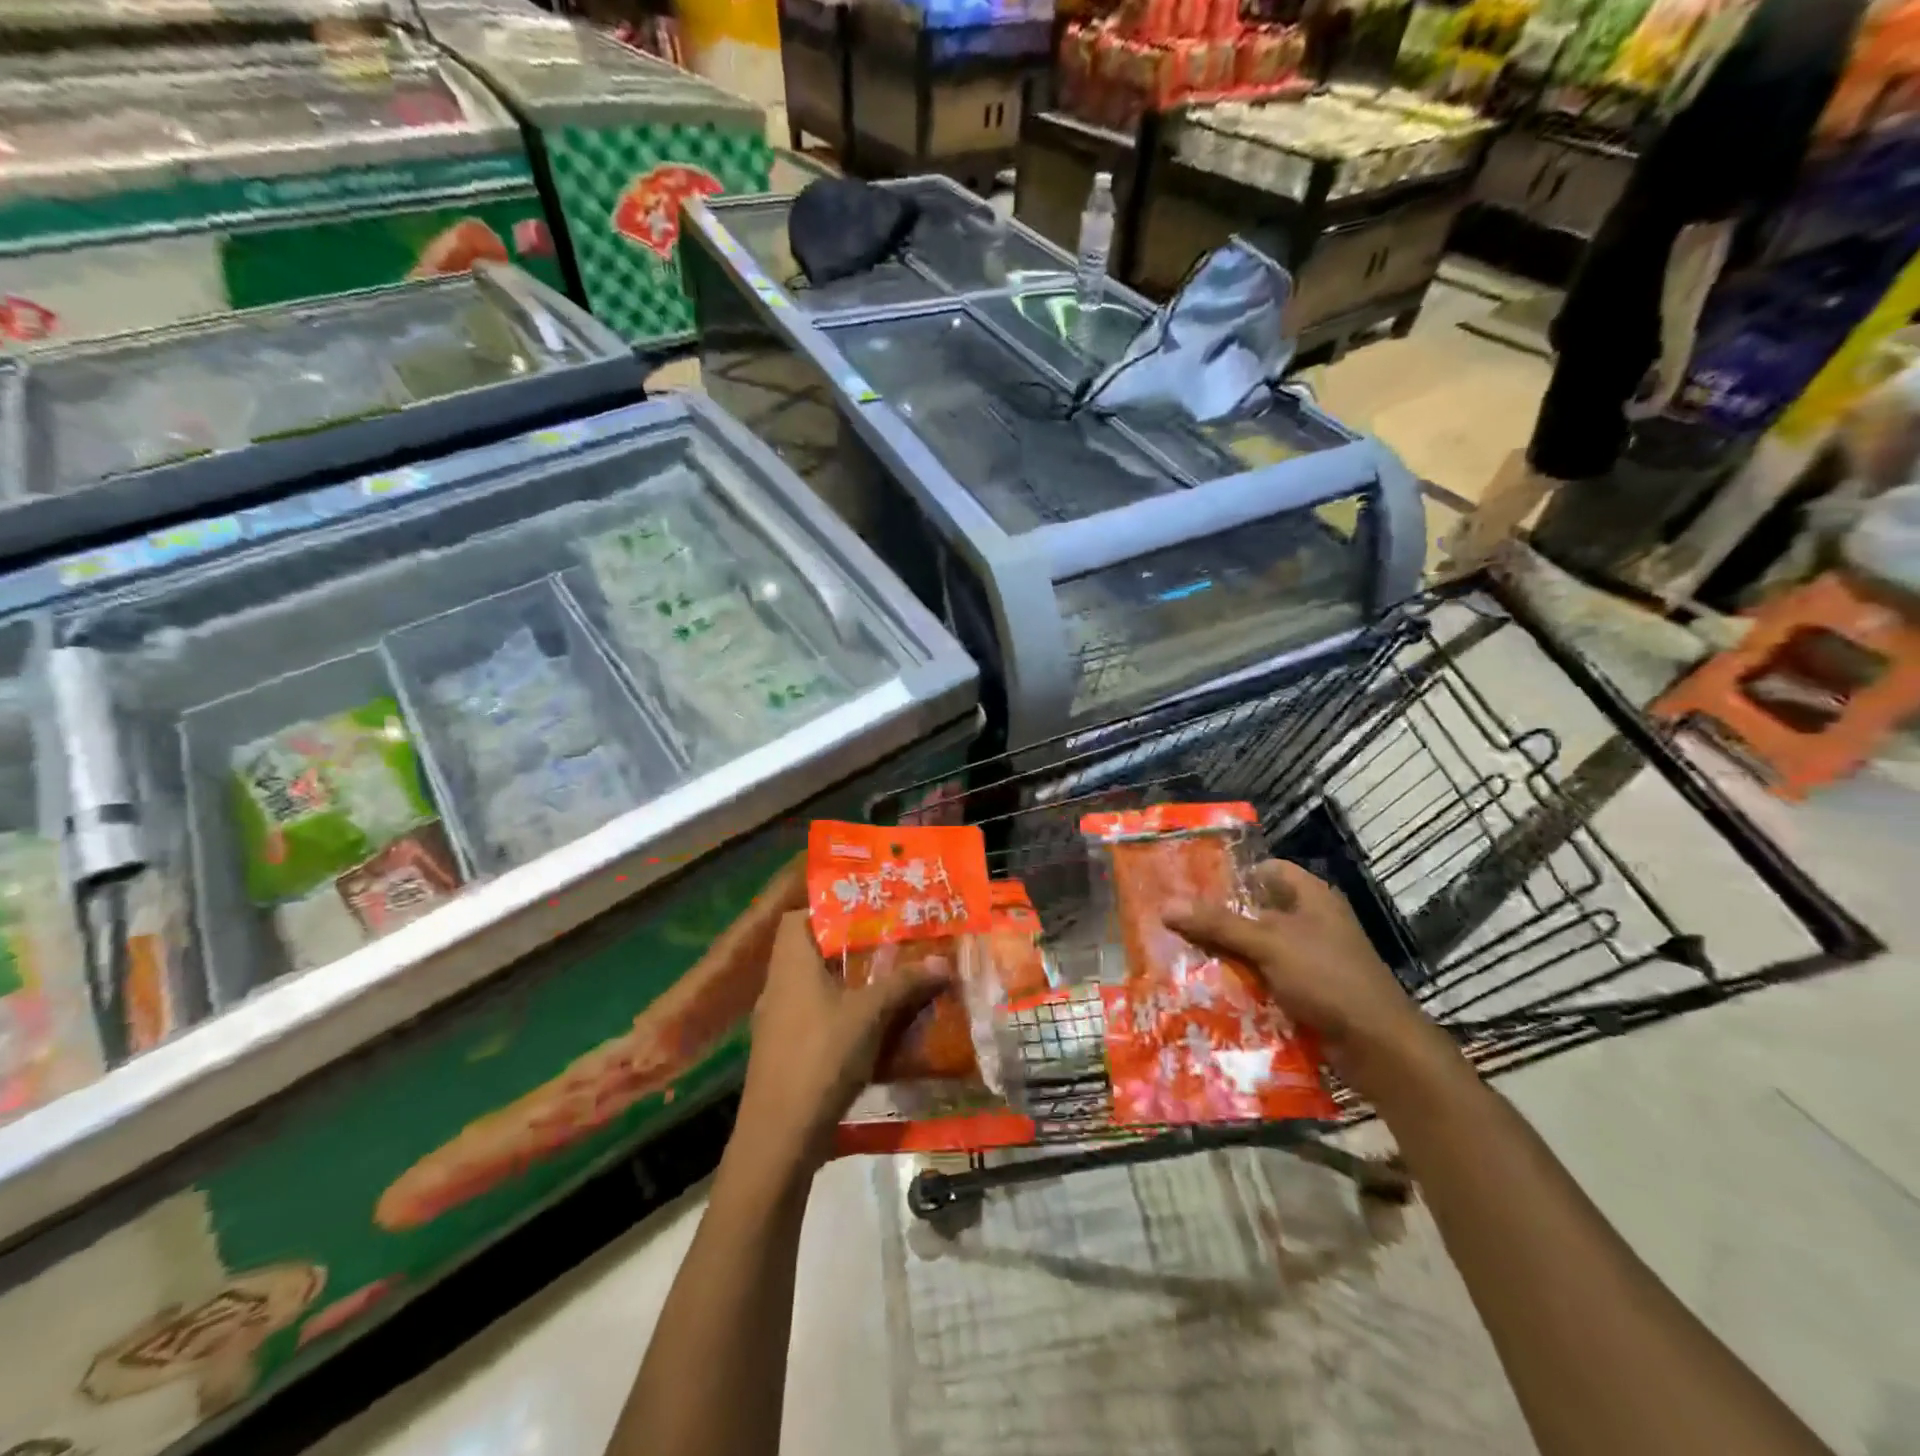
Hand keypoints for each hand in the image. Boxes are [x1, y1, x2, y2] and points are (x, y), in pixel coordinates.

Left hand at [733, 911, 951, 1180]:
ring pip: (813, 987)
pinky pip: (813, 1017)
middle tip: (888, 944)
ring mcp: (777, 1022)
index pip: (797, 918)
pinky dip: (839, 1014)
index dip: (827, 909)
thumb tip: (943, 962)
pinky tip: (870, 1027)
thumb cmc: (821, 1057)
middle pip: (809, 952)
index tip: (865, 912)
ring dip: (846, 983)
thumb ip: (904, 984)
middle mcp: (778, 986)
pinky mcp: (782, 1053)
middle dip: (848, 948)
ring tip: (886, 981)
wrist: (779, 1137)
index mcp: (791, 965)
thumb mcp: (870, 1014)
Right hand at [1164, 860, 1463, 1105]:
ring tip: (1181, 955)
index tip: (1192, 885)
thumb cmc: (1328, 978)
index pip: (1267, 870)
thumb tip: (1166, 906)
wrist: (1379, 1046)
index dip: (1233, 874)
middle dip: (1219, 918)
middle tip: (1176, 922)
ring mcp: (1312, 959)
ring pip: (1258, 948)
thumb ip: (1218, 924)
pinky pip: (1266, 979)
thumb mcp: (1269, 944)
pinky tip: (1210, 989)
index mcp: (1311, 897)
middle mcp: (1312, 922)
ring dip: (1228, 954)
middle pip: (1257, 911)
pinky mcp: (1308, 992)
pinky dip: (1243, 982)